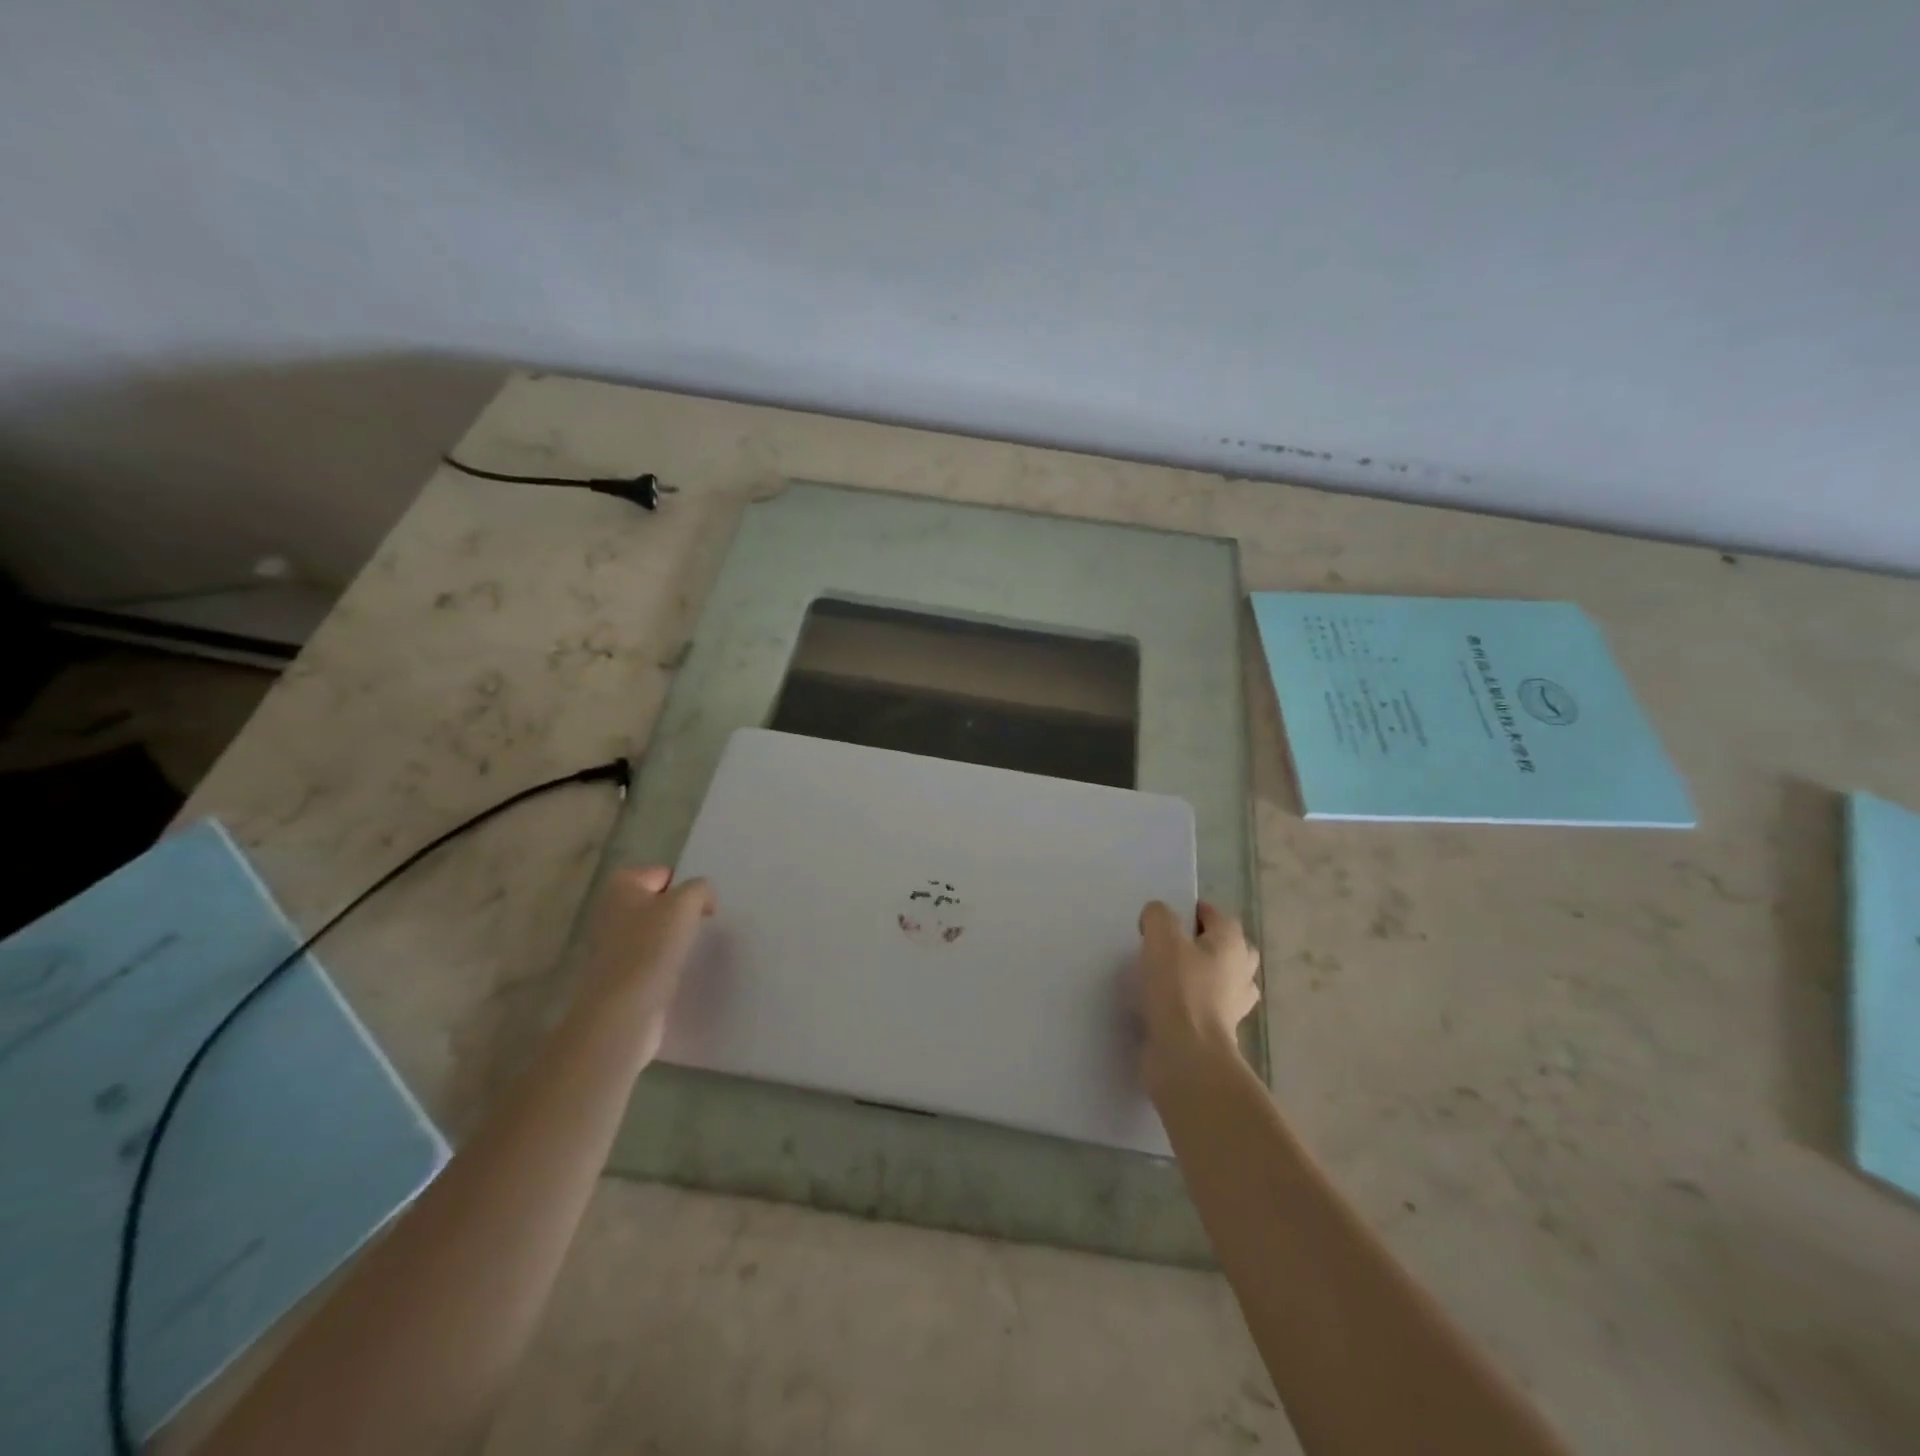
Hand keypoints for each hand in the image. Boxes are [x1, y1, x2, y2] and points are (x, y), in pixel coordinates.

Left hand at [574, 865, 715, 1062]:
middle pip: (656, 903)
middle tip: (700, 926)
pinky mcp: (616, 975)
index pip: (662, 873)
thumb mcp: (686, 903)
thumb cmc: (652, 947)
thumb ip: (700, 888)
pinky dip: (663, 964)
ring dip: (672, 940)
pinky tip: (676, 973)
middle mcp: (609, 911)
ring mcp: (609, 945)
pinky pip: (648, 959)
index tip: (702, 907)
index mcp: (620, 887)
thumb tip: (703, 899)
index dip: (686, 887)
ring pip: (652, 933)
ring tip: (689, 951)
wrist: (623, 1010)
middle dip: (679, 913)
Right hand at [1136, 900, 1259, 1092]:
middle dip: (1203, 943)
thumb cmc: (1179, 989)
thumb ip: (1159, 916)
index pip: (1216, 915)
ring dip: (1201, 975)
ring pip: (1221, 979)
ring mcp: (1234, 1005)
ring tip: (1168, 975)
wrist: (1188, 1055)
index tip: (1164, 919)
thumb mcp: (1162, 938)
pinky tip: (1168, 1003)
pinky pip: (1208, 1007)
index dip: (1191, 911)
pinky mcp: (1220, 1031)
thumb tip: (1158, 917)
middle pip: (1227, 947)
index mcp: (1232, 944)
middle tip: (1171, 946)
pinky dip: (1193, 1003)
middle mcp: (1241, 971)